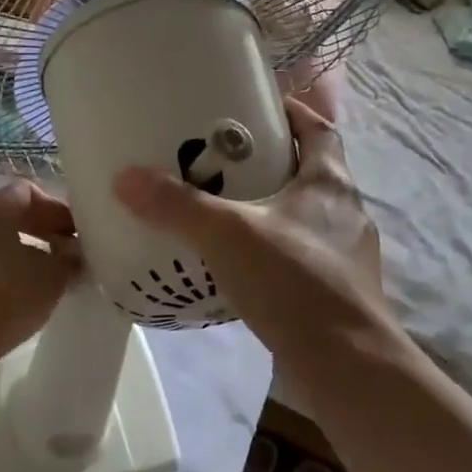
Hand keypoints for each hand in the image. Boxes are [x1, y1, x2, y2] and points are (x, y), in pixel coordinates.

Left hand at [0, 180, 80, 375]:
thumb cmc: (8, 297)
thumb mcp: (54, 276)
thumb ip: (71, 257)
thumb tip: (75, 253)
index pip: (29, 192)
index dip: (57, 209)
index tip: (76, 233)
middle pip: (11, 213)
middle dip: (43, 229)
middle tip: (68, 252)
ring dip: (24, 249)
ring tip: (49, 274)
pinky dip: (4, 266)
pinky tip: (23, 291)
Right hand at [112, 97, 384, 372]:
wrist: (346, 365)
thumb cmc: (294, 281)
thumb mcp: (227, 235)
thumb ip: (177, 206)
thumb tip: (125, 177)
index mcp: (330, 183)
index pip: (319, 129)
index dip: (293, 111)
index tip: (258, 106)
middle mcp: (345, 212)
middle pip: (311, 171)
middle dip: (272, 160)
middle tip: (223, 160)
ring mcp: (346, 255)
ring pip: (305, 216)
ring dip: (272, 208)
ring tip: (226, 212)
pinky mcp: (337, 291)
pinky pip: (301, 255)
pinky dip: (274, 250)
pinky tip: (242, 265)